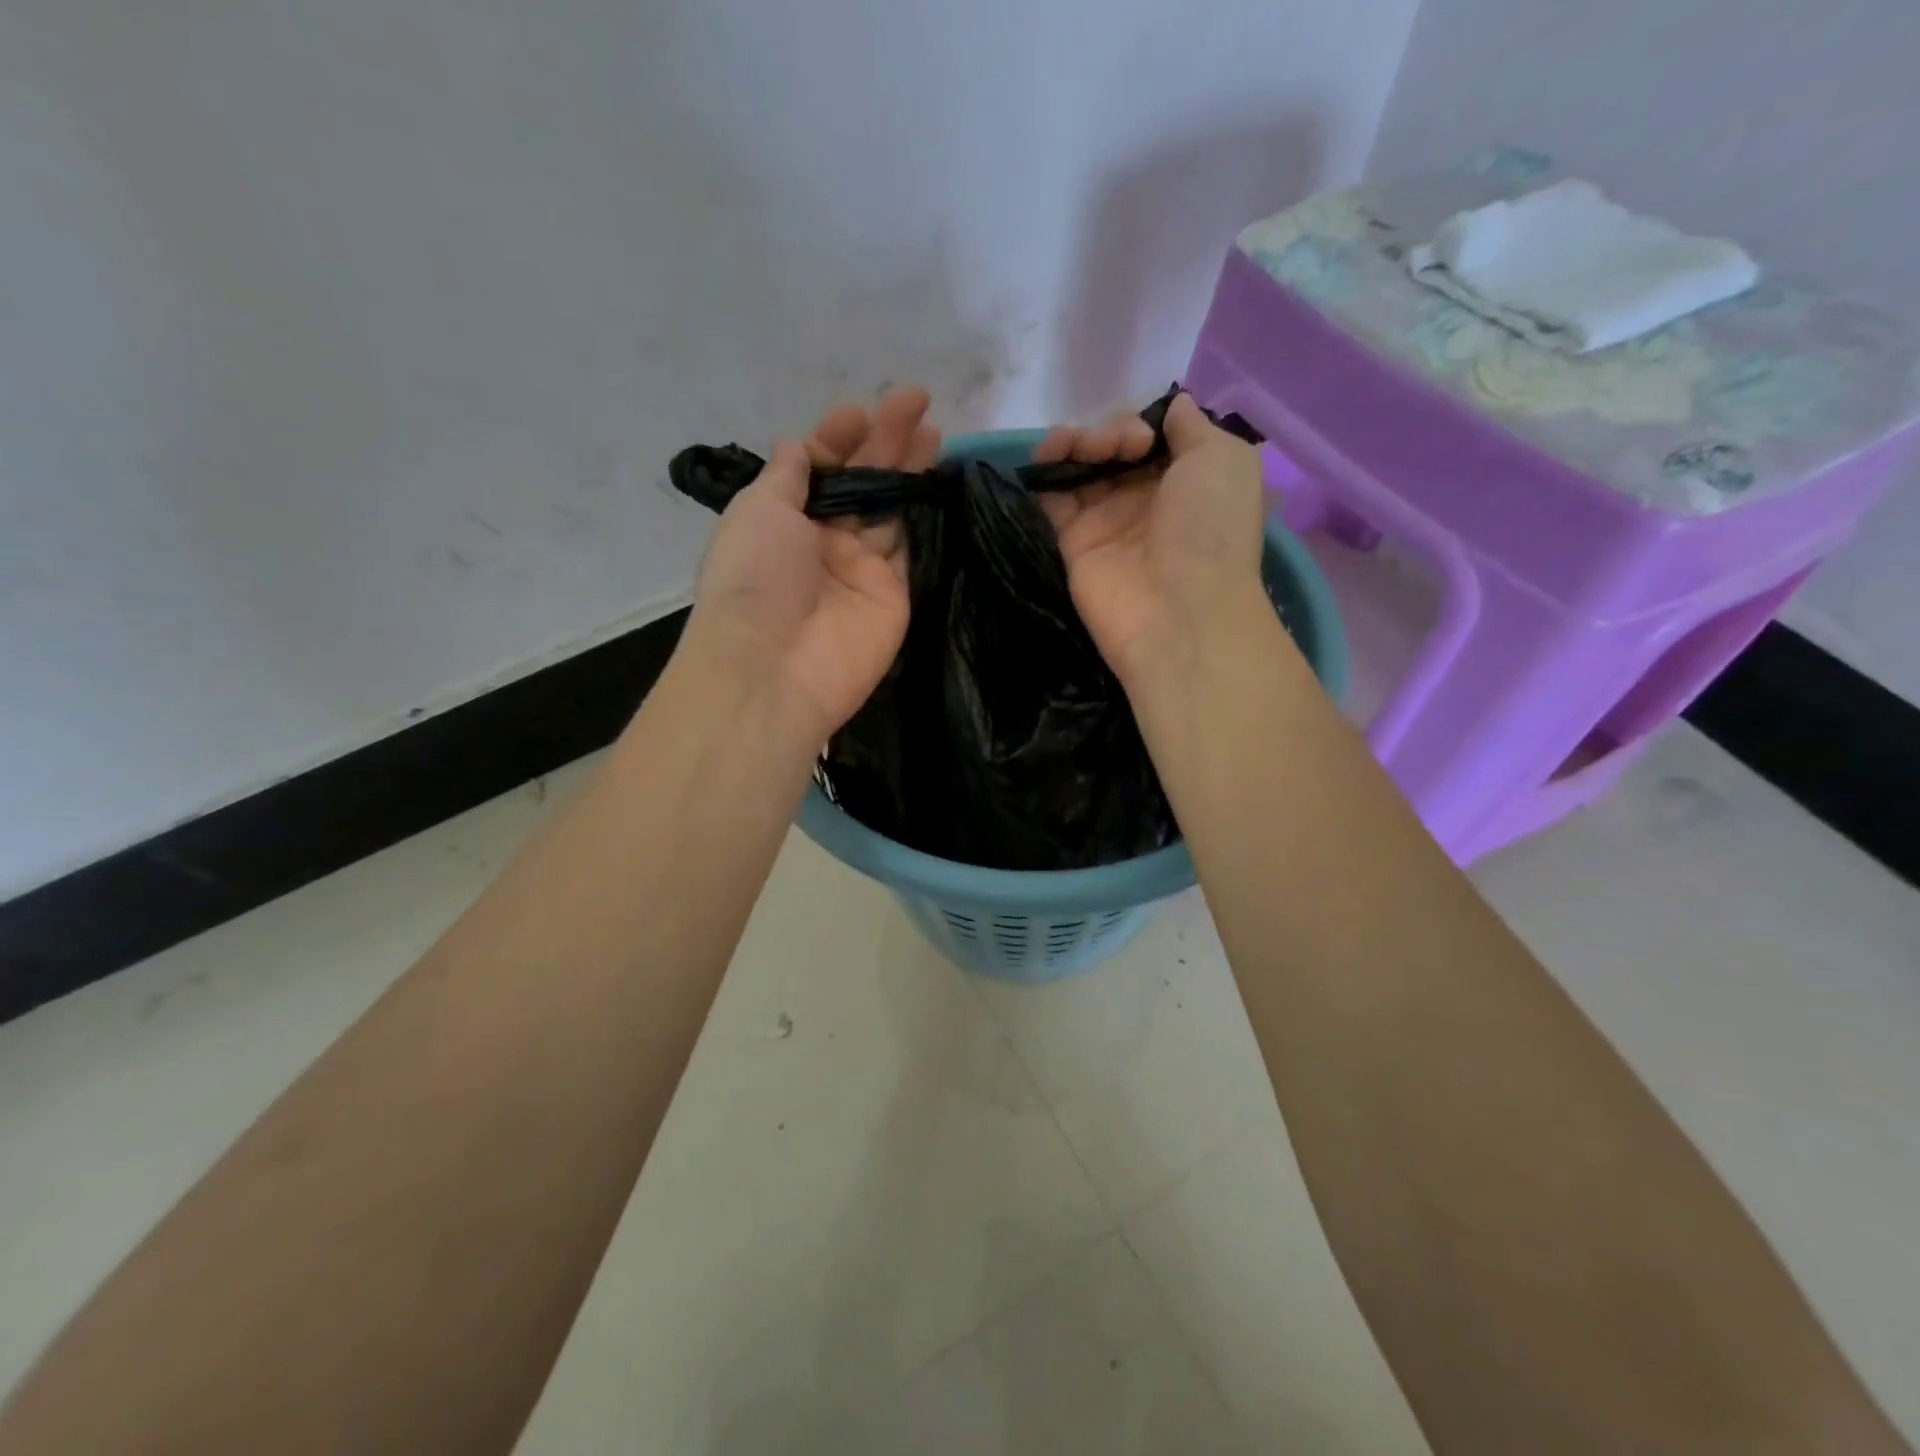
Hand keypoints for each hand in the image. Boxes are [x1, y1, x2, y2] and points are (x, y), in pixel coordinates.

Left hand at [684, 386, 939, 741]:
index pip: (819, 470)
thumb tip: (801, 443)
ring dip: (910, 472)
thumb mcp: (758, 510)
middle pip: (861, 483)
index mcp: (784, 520)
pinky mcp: (895, 596)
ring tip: (936, 432)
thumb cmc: (755, 579)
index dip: (839, 437)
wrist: (775, 668)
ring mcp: (862, 571)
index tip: (862, 410)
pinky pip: (913, 548)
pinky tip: (942, 483)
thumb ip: (788, 475)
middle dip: (886, 441)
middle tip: (918, 400)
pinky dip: (926, 517)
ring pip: (891, 510)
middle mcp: (824, 542)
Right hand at [1033, 393, 1269, 684]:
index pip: (1153, 435)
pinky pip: (1052, 498)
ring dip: (1075, 442)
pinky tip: (1045, 458)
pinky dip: (1045, 472)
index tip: (1144, 435)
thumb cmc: (1211, 529)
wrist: (1178, 611)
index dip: (1142, 422)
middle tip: (1117, 449)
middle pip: (1114, 447)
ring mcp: (1107, 521)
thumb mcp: (1222, 458)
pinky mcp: (1073, 542)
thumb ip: (1192, 425)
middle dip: (1109, 432)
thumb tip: (1172, 405)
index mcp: (1188, 479)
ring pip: (1081, 467)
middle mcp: (1146, 498)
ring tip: (1077, 448)